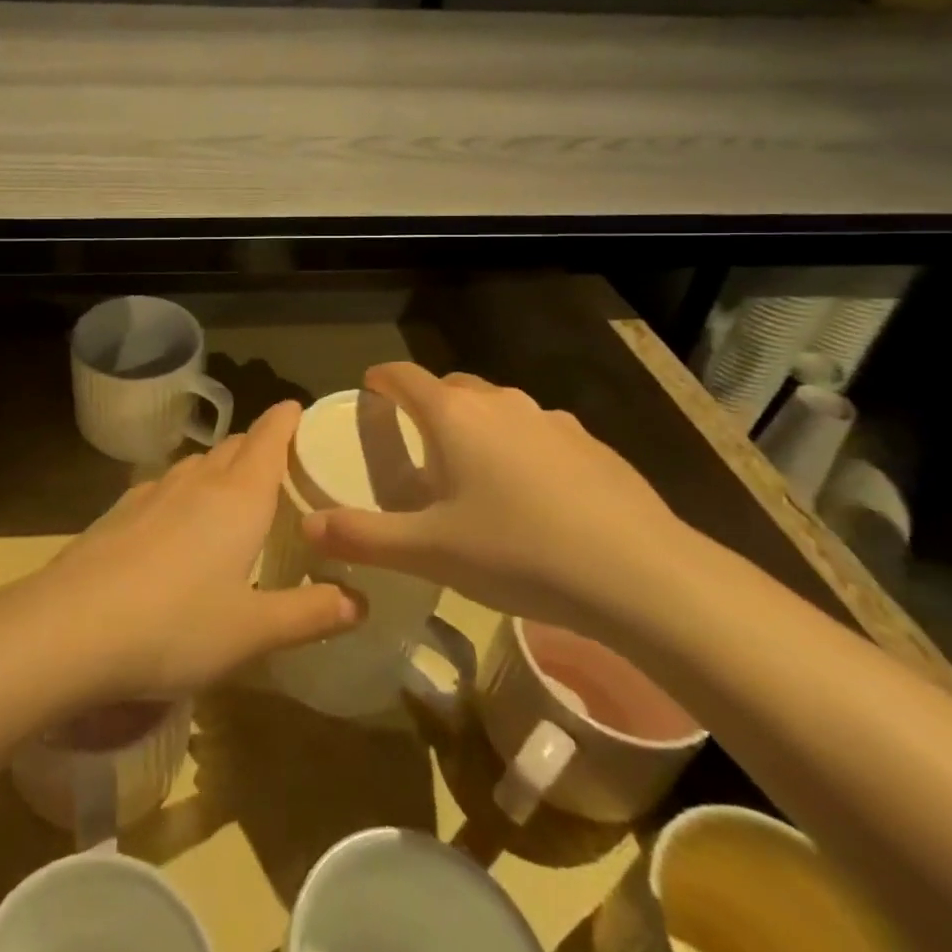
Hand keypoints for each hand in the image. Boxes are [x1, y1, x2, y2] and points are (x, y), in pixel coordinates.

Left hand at [42, 401, 361, 700]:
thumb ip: (310, 614)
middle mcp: (197, 482)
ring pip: (197, 464)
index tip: (299, 409)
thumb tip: (361, 602)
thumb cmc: (176, 626)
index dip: (286, 419)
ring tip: (233, 493)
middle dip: (258, 446)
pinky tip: (178, 524)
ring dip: (220, 468)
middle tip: (280, 464)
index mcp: (238, 498)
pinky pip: (165, 486)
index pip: (269, 438)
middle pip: (234, 447)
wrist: (71, 626)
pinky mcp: (119, 510)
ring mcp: (152, 492)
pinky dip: (185, 492)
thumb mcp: (253, 631)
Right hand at [301, 363, 691, 633]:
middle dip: (428, 402)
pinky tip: (535, 494)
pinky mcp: (591, 444)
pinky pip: (539, 432)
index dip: (381, 378)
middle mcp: (500, 404)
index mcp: (453, 416)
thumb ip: (363, 537)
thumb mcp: (429, 552)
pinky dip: (521, 447)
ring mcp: (551, 420)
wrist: (642, 575)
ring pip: (499, 408)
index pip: (404, 376)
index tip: (369, 387)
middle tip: (418, 440)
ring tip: (474, 470)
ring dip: (477, 425)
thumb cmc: (518, 553)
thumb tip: (309, 527)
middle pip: (451, 386)